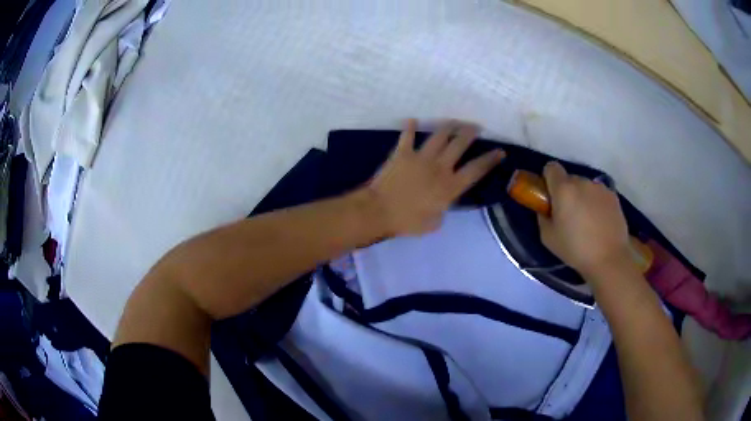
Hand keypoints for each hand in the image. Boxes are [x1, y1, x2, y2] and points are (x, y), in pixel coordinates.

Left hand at [366, 119, 504, 235]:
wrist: (379, 211)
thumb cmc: (407, 222)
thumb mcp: (433, 223)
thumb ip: (443, 210)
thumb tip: (443, 203)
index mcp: (450, 186)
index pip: (476, 169)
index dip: (490, 159)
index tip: (500, 151)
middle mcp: (439, 167)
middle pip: (459, 144)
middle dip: (470, 133)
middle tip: (476, 126)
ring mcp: (420, 157)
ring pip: (439, 136)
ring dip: (449, 126)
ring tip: (455, 121)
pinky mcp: (402, 153)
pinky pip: (407, 137)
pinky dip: (409, 128)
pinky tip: (412, 120)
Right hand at [537, 162, 634, 280]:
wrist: (609, 258)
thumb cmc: (575, 249)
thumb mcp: (548, 238)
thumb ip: (543, 217)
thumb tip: (546, 209)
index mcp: (563, 189)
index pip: (551, 167)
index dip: (548, 180)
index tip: (550, 197)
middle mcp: (582, 181)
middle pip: (569, 179)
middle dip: (566, 192)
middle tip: (568, 215)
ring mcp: (600, 188)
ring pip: (585, 187)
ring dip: (583, 197)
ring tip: (587, 221)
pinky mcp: (613, 196)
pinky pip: (599, 195)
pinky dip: (597, 203)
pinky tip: (600, 223)